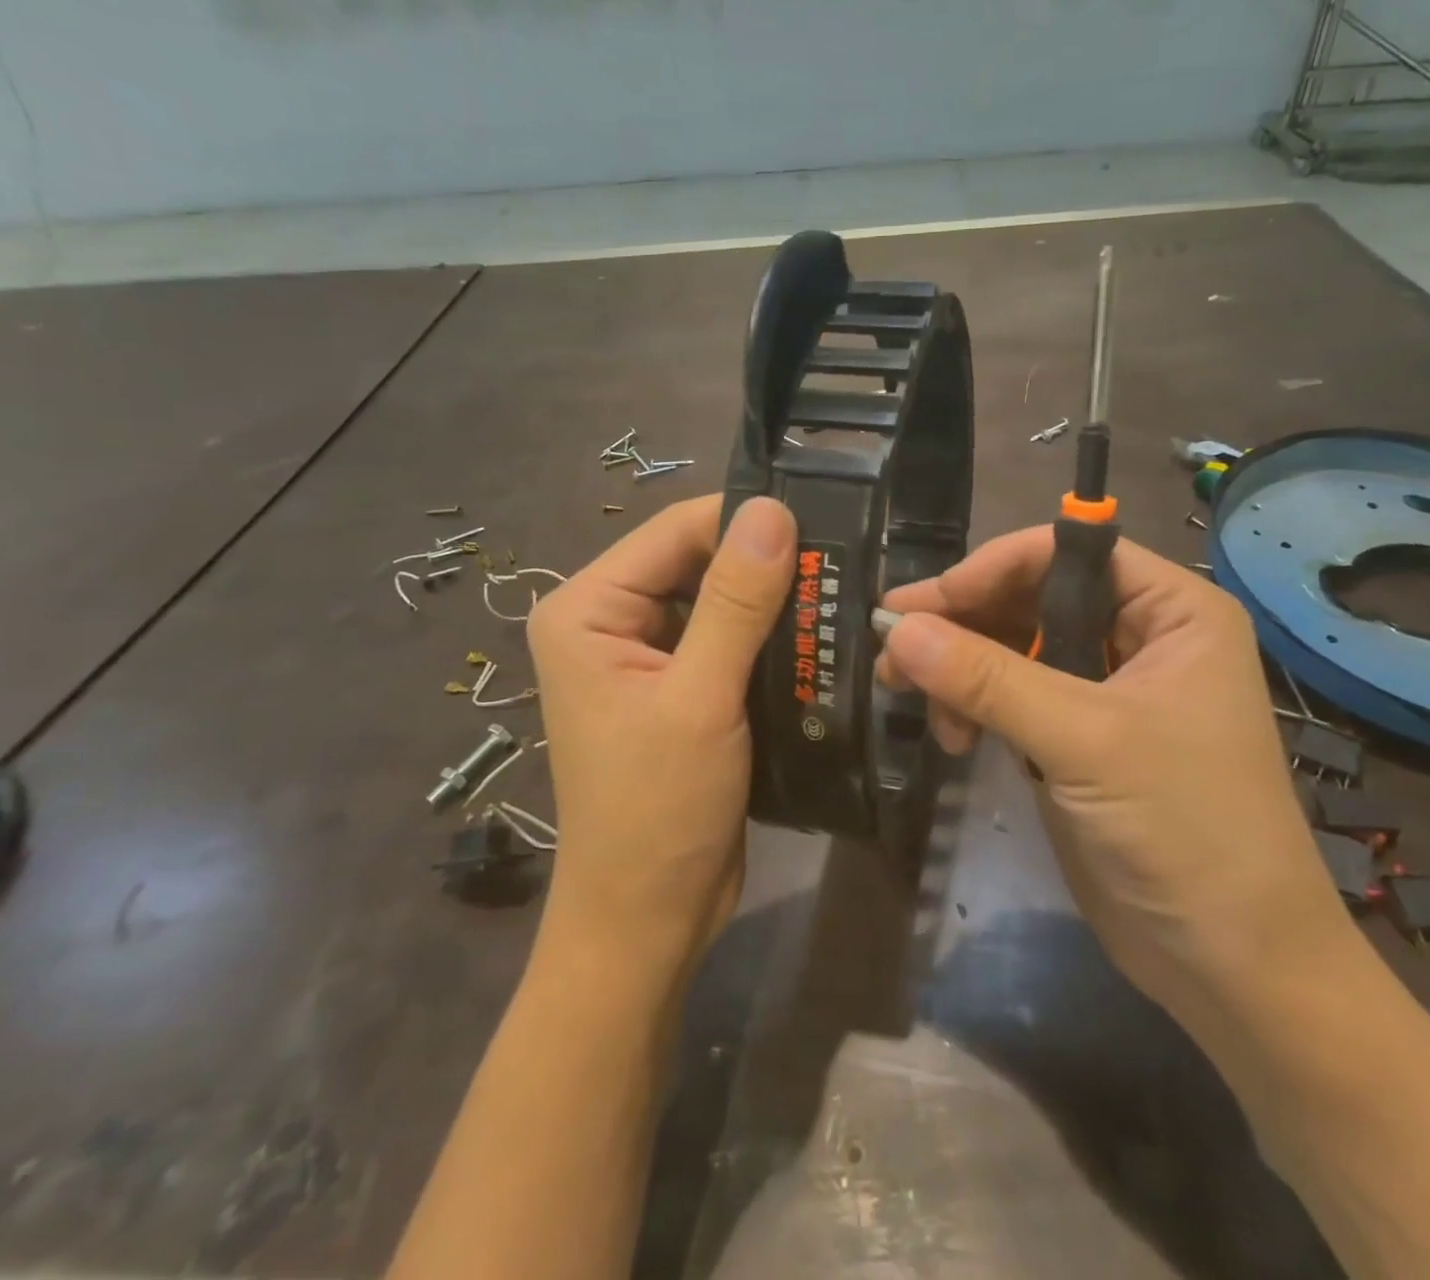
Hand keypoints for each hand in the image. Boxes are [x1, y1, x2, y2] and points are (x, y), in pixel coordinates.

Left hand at [526, 495, 795, 983]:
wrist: (648, 920)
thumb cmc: (659, 811)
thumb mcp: (700, 699)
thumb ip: (736, 601)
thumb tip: (772, 510)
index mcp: (587, 608)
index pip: (675, 531)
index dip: (745, 522)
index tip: (823, 525)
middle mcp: (609, 620)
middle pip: (697, 561)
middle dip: (765, 564)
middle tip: (843, 563)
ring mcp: (644, 655)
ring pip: (719, 599)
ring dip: (774, 602)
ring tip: (841, 593)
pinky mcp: (677, 687)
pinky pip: (727, 639)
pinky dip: (769, 638)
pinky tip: (817, 636)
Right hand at [878, 529, 1351, 1009]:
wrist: (1233, 965)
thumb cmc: (1185, 830)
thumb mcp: (1085, 741)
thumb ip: (988, 679)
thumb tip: (896, 628)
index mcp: (1171, 610)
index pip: (1065, 555)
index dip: (989, 570)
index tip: (922, 604)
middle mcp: (1139, 636)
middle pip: (1029, 599)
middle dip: (960, 622)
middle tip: (891, 648)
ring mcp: (1105, 689)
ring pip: (1011, 648)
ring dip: (956, 667)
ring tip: (905, 693)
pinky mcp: (1077, 738)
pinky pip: (1010, 696)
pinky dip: (971, 706)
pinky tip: (951, 735)